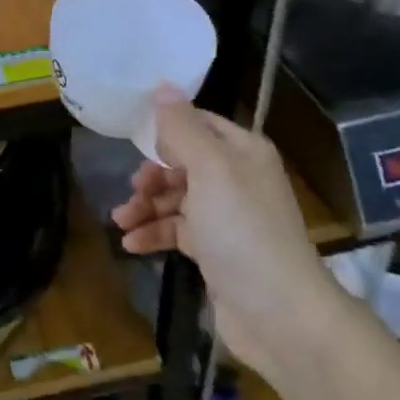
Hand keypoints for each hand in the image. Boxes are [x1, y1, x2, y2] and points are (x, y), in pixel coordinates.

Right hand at [111, 96, 333, 370]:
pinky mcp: (216, 252)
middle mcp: (236, 179)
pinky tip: (131, 245)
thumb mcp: (210, 169)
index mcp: (242, 152)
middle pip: (182, 162)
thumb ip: (182, 128)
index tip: (132, 139)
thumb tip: (163, 86)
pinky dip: (152, 234)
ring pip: (175, 199)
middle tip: (132, 190)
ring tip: (121, 223)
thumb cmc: (242, 230)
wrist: (279, 313)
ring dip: (145, 207)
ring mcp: (226, 217)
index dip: (165, 129)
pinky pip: (176, 231)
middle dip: (152, 175)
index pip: (198, 123)